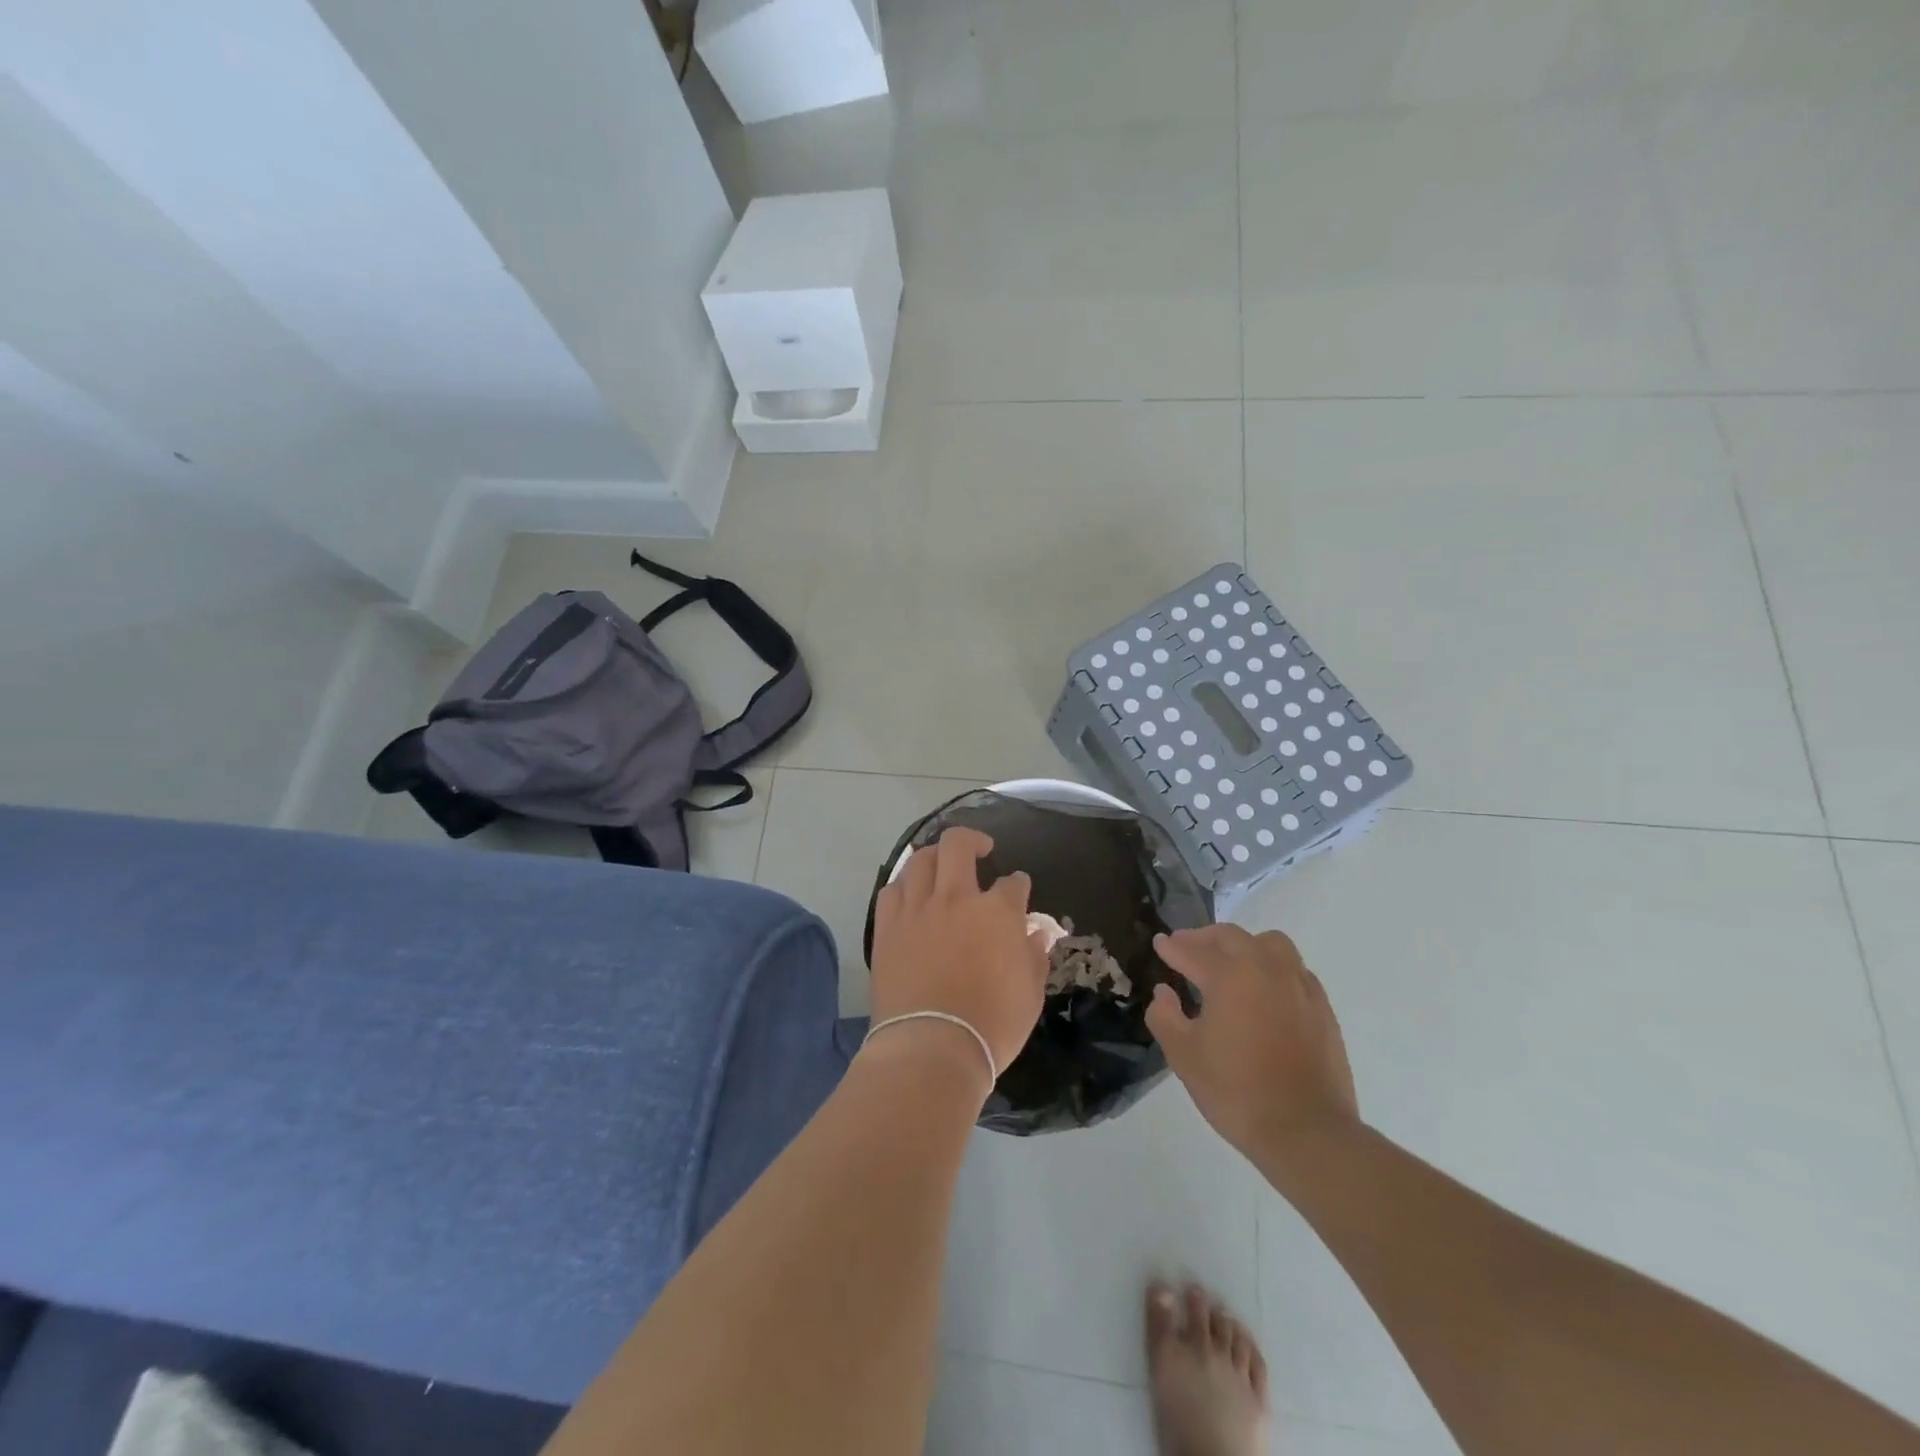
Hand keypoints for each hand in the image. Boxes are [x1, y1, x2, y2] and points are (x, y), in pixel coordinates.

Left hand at [868, 828, 1049, 1085]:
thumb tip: (1035, 934)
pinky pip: (891, 890)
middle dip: (973, 840)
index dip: (1018, 885)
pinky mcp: (887, 928)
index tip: (1019, 889)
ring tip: (941, 864)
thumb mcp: (1030, 994)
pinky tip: (910, 892)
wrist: (931, 1047)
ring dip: (934, 856)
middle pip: (958, 846)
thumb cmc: (991, 1025)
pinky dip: (904, 884)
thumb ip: (1034, 956)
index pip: (1013, 884)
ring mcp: (917, 909)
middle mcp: (956, 898)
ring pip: (920, 860)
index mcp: (997, 912)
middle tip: (981, 850)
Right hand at [1146, 924, 1359, 1157]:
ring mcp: (1299, 985)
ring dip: (1244, 945)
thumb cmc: (1236, 1091)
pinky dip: (1273, 967)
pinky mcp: (1321, 1007)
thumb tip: (1164, 992)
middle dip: (1204, 938)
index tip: (1160, 943)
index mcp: (1229, 976)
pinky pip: (1294, 969)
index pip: (1193, 952)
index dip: (1172, 947)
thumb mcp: (1183, 1056)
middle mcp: (1266, 969)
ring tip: (1230, 962)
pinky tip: (1265, 990)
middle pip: (1232, 937)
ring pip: (1270, 944)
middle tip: (1187, 947)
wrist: (1307, 1130)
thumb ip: (1165, 1016)